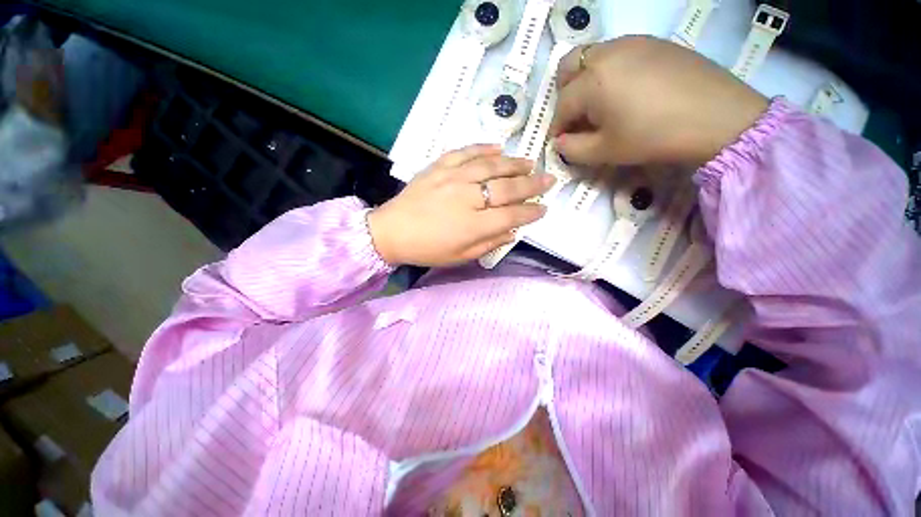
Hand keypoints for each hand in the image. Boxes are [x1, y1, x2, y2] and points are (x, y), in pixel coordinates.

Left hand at [368, 145, 554, 266]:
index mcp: (474, 225)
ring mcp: (453, 178)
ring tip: (530, 162)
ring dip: (514, 164)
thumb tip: (512, 231)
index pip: (512, 216)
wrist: (391, 231)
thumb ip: (489, 243)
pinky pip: (465, 152)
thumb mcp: (460, 257)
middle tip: (549, 180)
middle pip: (507, 188)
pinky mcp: (439, 167)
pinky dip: (483, 148)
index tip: (544, 208)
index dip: (531, 212)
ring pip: (491, 166)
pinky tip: (497, 147)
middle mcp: (468, 198)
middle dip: (532, 185)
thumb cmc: (427, 249)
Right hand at [549, 35, 768, 167]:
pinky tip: (624, 91)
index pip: (562, 105)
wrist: (717, 116)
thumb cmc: (653, 136)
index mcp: (592, 81)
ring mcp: (631, 42)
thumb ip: (572, 149)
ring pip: (591, 57)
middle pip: (568, 68)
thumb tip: (559, 143)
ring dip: (584, 82)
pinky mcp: (653, 42)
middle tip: (575, 117)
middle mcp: (606, 53)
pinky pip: (616, 53)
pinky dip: (608, 72)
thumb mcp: (605, 151)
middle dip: (563, 95)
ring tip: (599, 106)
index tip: (560, 143)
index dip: (557, 128)